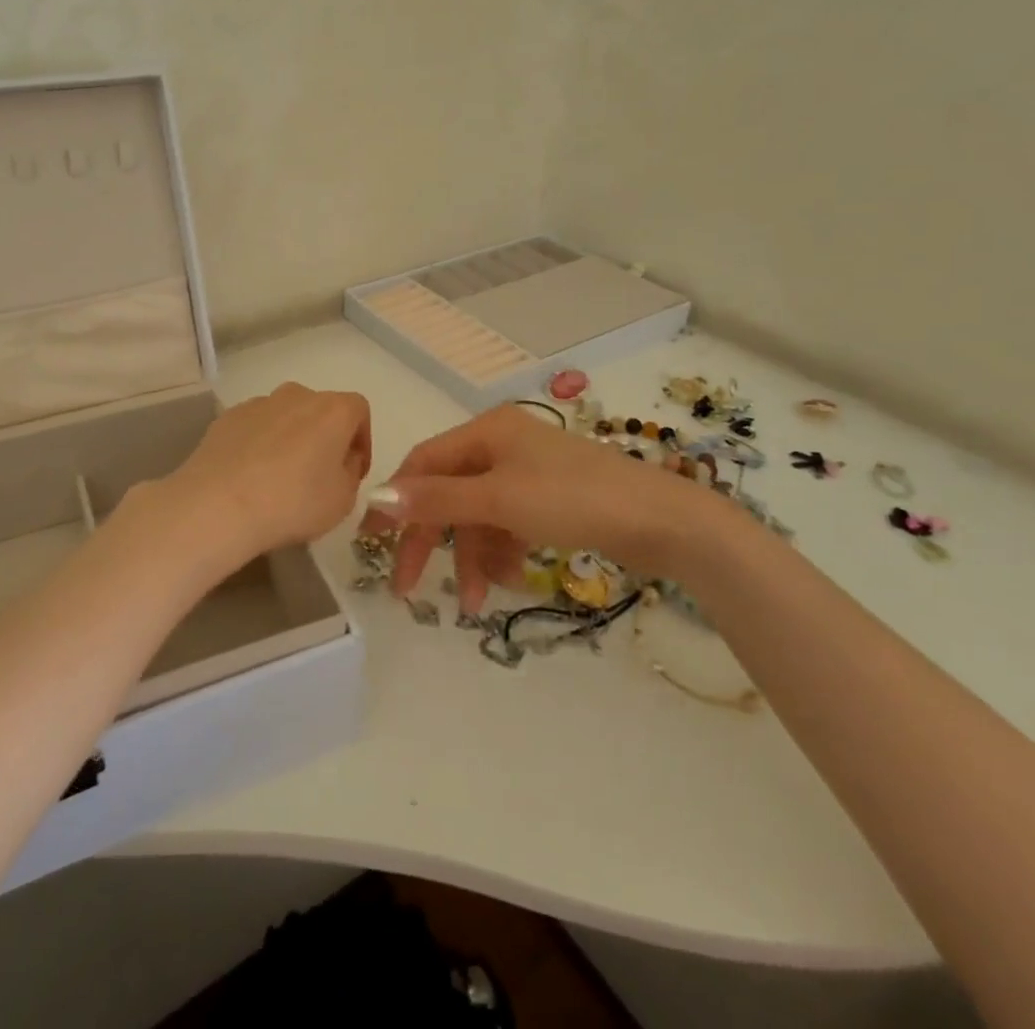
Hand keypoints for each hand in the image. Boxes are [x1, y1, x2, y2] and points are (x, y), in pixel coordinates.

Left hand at [154, 382, 371, 572]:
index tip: (354, 470)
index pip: (359, 410)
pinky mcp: (227, 417)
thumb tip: (342, 461)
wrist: (218, 504)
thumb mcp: (342, 500)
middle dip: (325, 437)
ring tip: (280, 477)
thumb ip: (350, 473)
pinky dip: (260, 444)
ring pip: (286, 417)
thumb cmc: (293, 502)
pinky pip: (256, 427)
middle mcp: (297, 395)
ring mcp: (259, 403)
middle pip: (321, 410)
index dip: (362, 440)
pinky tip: (251, 476)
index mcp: (333, 409)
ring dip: (291, 439)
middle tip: (319, 474)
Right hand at [366, 405, 748, 611]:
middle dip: (432, 540)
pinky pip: (507, 525)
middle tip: (410, 587)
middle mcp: (501, 445)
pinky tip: (510, 580)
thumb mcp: (498, 499)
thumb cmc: (573, 499)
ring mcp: (526, 473)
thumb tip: (377, 495)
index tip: (372, 543)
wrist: (662, 521)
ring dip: (472, 558)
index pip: (423, 463)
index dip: (395, 501)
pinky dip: (501, 553)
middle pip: (448, 493)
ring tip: (476, 603)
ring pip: (478, 516)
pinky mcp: (548, 500)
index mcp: (485, 430)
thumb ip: (437, 499)